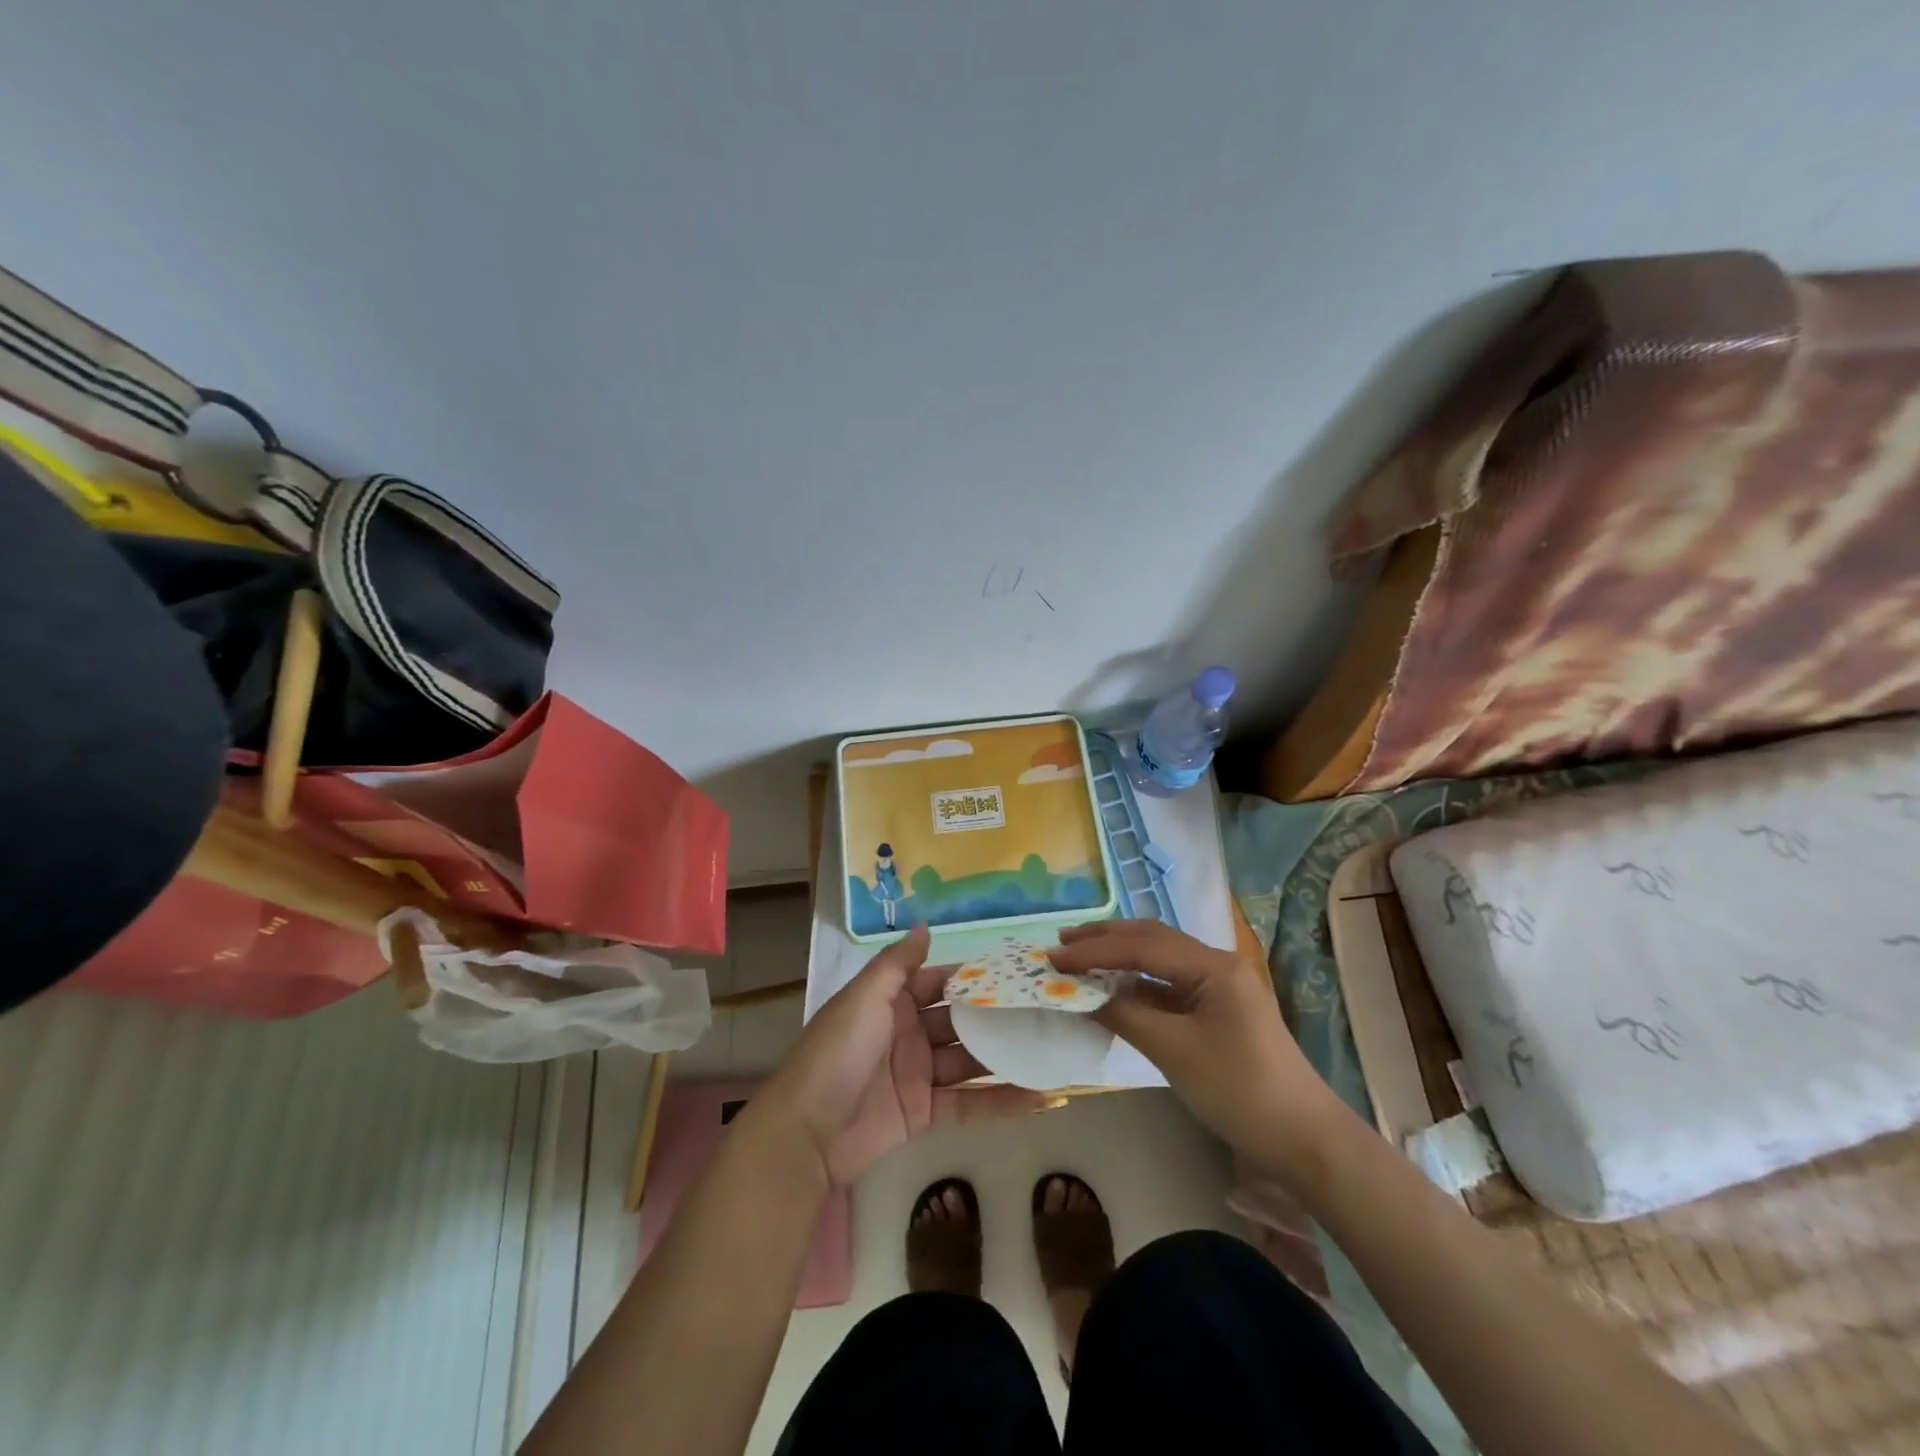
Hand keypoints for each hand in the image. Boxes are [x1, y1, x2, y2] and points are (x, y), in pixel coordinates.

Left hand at [763, 924, 1041, 1188]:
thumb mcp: (864, 998)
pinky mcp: (924, 1114)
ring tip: (1052, 1049)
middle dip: (997, 1016)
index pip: (941, 982)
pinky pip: (968, 1104)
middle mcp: (908, 1033)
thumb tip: (926, 924)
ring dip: (1005, 1057)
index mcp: (892, 1002)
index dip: (975, 977)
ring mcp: (918, 1075)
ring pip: (969, 1061)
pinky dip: (1001, 1101)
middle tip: (1046, 1010)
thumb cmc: (837, 1052)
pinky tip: (1039, 1096)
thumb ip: (898, 963)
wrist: (807, 1132)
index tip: (1018, 971)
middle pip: (960, 1021)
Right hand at [1049, 920, 1340, 1162]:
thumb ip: (1125, 1015)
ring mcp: (1219, 986)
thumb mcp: (1174, 1051)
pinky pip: (1168, 984)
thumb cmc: (1239, 1090)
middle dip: (1105, 939)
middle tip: (1062, 944)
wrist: (1302, 1139)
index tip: (1053, 957)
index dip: (1094, 950)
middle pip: (1152, 939)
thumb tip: (1082, 995)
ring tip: (1079, 958)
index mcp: (1213, 965)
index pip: (1141, 946)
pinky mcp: (1217, 1009)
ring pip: (1159, 959)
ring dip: (1119, 957)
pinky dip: (1136, 983)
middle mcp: (1216, 964)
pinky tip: (1112, 988)